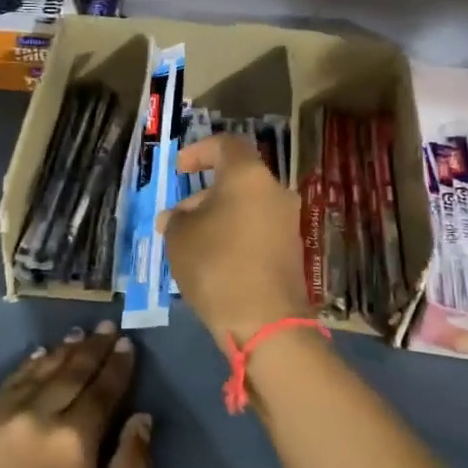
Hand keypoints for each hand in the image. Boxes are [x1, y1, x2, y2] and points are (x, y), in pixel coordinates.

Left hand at [0, 323, 152, 467]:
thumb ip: (131, 466)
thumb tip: (142, 418)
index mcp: (75, 439)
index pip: (103, 390)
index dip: (118, 366)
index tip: (128, 344)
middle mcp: (40, 415)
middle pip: (73, 373)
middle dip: (94, 348)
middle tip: (108, 327)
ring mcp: (4, 415)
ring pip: (40, 371)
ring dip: (63, 351)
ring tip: (79, 334)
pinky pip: (9, 383)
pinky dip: (28, 365)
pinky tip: (39, 355)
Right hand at [157, 135, 312, 350]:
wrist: (265, 321)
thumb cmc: (216, 265)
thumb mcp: (179, 237)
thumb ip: (175, 218)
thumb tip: (176, 216)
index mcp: (248, 176)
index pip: (225, 145)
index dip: (199, 151)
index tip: (179, 169)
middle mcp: (275, 191)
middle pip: (237, 179)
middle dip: (204, 193)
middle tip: (178, 216)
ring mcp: (288, 221)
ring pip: (247, 205)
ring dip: (219, 215)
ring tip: (189, 241)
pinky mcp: (292, 250)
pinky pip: (258, 229)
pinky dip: (235, 234)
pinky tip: (213, 258)